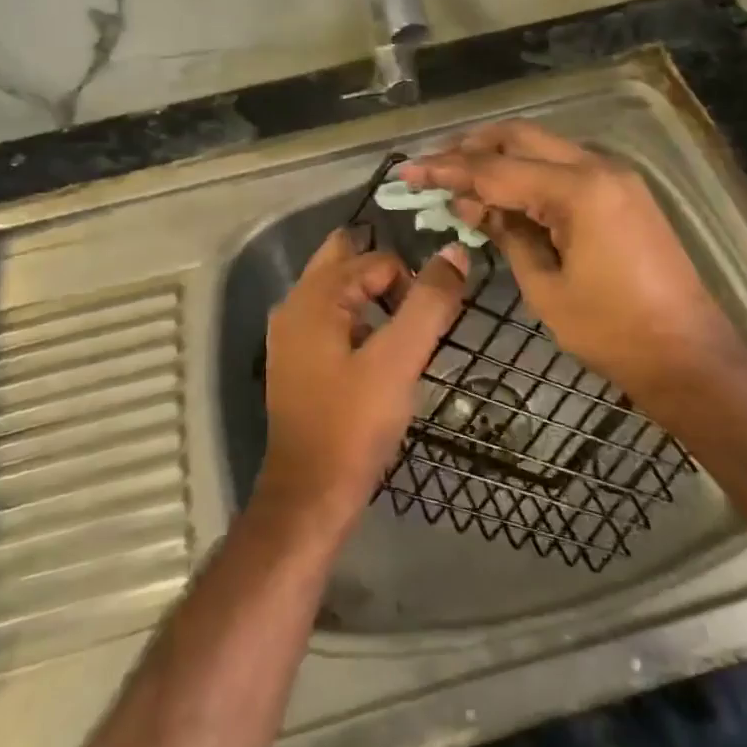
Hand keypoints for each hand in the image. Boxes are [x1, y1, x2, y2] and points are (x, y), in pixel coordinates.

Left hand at [255, 227, 469, 534]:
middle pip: (347, 260)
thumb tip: (455, 252)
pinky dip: (358, 323)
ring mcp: (291, 334)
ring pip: (339, 291)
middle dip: (386, 275)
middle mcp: (294, 305)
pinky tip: (378, 358)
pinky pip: (333, 319)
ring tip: (404, 336)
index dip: (411, 283)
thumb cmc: (354, 424)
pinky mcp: (297, 361)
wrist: (310, 495)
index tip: (430, 323)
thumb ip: (429, 303)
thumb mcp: (400, 360)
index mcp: (314, 296)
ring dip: (373, 299)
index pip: (376, 260)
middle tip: (417, 311)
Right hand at [401, 121, 742, 413]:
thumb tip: (473, 204)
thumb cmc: (612, 332)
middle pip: (521, 137)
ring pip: (543, 146)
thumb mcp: (545, 287)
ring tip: (460, 179)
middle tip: (433, 168)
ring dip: (499, 156)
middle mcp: (598, 167)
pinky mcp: (622, 191)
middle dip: (472, 148)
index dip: (447, 170)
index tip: (408, 172)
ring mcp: (615, 176)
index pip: (497, 169)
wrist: (689, 356)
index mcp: (579, 191)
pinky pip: (564, 167)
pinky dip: (528, 172)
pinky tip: (502, 193)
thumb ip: (507, 234)